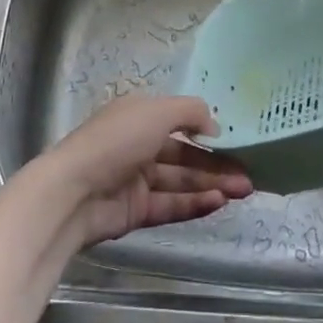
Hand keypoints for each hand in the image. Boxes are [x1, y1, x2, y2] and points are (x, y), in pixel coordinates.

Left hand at [37, 94, 253, 245]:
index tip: (236, 140)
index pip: (179, 120)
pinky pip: (172, 205)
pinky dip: (195, 203)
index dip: (206, 130)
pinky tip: (219, 202)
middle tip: (249, 173)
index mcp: (139, 115)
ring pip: (181, 181)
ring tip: (242, 190)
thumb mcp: (157, 112)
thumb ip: (191, 113)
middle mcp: (139, 144)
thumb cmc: (116, 141)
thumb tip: (214, 128)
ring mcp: (137, 180)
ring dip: (212, 184)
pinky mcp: (136, 211)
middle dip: (217, 163)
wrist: (73, 193)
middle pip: (184, 154)